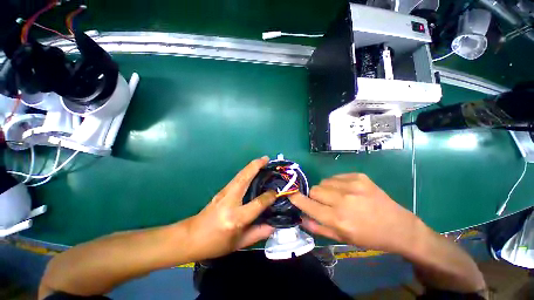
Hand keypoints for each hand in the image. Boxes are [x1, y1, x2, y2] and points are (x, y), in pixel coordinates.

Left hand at [184, 157, 276, 260]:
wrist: (191, 237)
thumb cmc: (216, 244)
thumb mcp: (239, 243)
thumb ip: (258, 233)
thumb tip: (274, 224)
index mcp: (236, 218)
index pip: (258, 203)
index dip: (269, 197)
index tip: (276, 192)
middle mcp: (230, 201)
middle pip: (245, 179)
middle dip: (256, 166)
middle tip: (267, 159)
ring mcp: (224, 193)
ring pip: (240, 175)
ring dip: (251, 166)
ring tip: (262, 160)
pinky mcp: (221, 190)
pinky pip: (237, 178)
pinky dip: (246, 171)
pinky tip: (252, 170)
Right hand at [290, 173, 422, 253]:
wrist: (400, 227)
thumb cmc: (369, 237)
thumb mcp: (343, 238)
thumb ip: (318, 228)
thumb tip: (301, 217)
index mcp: (338, 218)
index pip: (308, 204)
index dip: (297, 198)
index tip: (290, 194)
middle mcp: (343, 199)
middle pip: (315, 189)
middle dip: (315, 196)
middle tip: (325, 203)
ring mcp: (352, 185)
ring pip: (324, 181)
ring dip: (325, 189)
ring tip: (337, 197)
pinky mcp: (359, 176)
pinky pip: (336, 177)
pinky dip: (336, 183)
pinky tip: (347, 191)